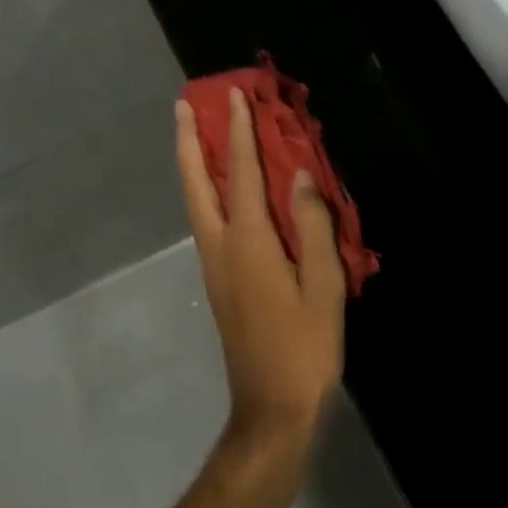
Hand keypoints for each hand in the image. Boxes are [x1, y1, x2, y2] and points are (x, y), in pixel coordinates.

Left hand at [176, 89, 345, 457]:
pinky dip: (204, 187)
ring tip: (193, 131)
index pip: (240, 172)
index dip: (238, 131)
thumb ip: (313, 227)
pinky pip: (205, 217)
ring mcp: (213, 262)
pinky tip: (217, 186)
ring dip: (191, 161)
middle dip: (188, 139)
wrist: (271, 410)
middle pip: (195, 180)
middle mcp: (220, 244)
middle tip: (183, 104)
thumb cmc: (304, 350)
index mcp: (248, 241)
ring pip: (194, 198)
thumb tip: (302, 175)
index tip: (236, 96)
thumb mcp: (324, 289)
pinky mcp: (217, 279)